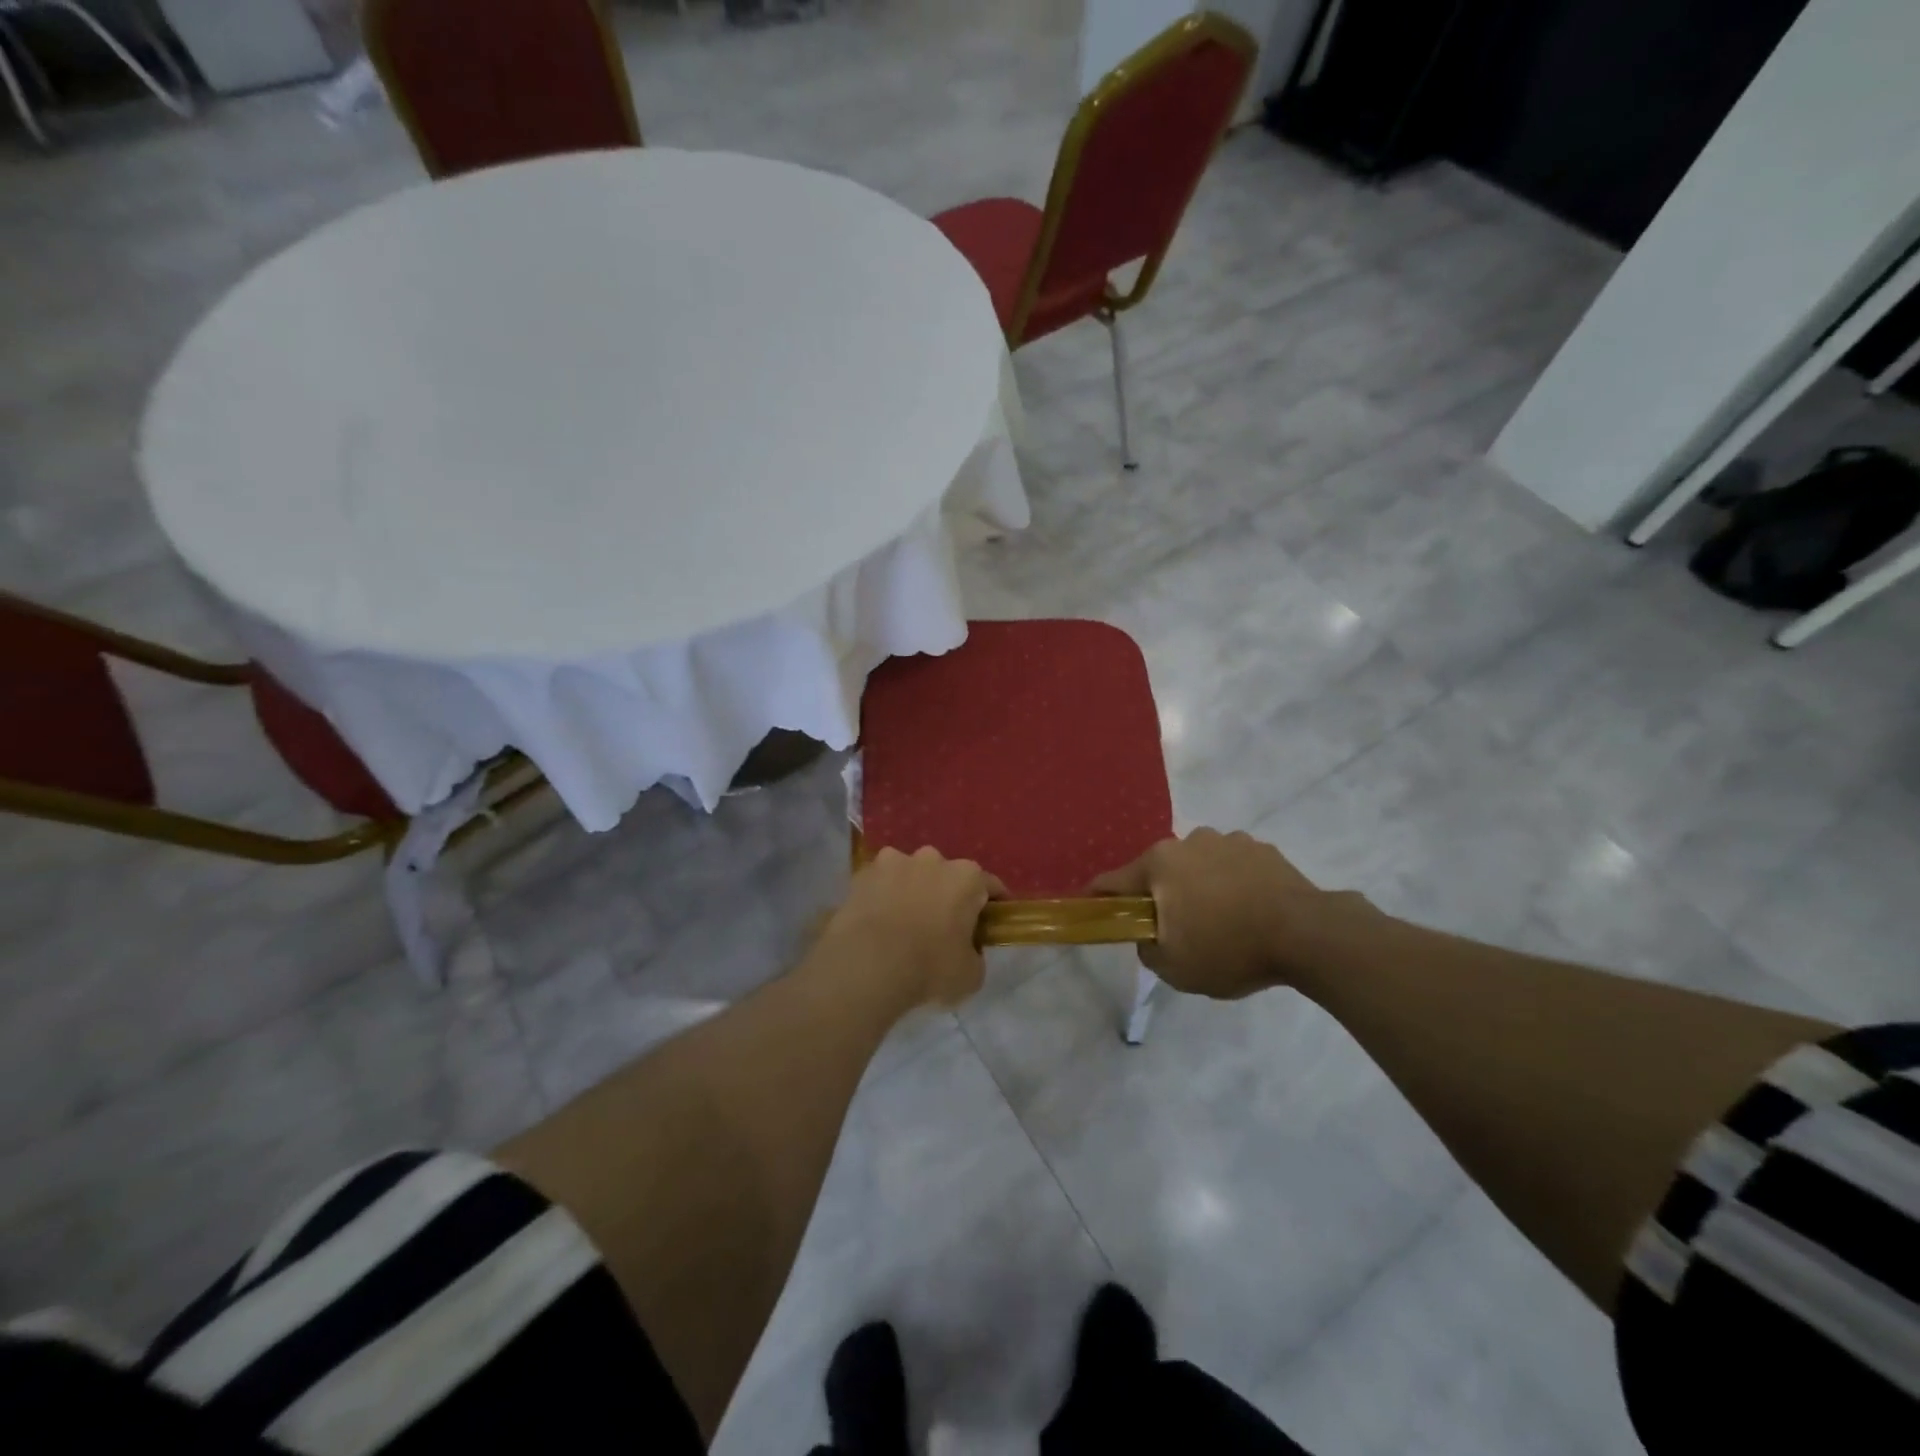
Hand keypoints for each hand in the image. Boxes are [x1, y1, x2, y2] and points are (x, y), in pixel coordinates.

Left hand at [822, 847, 1005, 1008]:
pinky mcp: (862, 873)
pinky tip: (876, 921)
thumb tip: (967, 951)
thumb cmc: (929, 968)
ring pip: (910, 873)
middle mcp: (933, 859)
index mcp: (966, 877)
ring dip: (911, 890)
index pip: (990, 886)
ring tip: (902, 922)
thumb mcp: (971, 975)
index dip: (993, 905)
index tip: (990, 924)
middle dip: (947, 895)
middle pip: (947, 875)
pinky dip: (881, 896)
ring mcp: (894, 861)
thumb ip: (975, 955)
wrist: (867, 964)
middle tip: (942, 927)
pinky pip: (880, 883)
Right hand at [1089, 828, 1362, 998]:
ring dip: (1199, 886)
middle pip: (1160, 871)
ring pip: (1198, 866)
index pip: (1113, 880)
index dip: (1099, 897)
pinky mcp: (1262, 849)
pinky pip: (1233, 867)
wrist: (1308, 934)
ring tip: (1221, 921)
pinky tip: (1249, 912)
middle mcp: (1188, 842)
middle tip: (1175, 928)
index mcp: (1159, 864)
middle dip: (1161, 895)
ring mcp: (1228, 841)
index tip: (1094, 909)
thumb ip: (1147, 949)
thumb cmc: (1229, 948)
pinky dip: (1232, 884)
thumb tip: (1149, 936)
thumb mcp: (1173, 967)